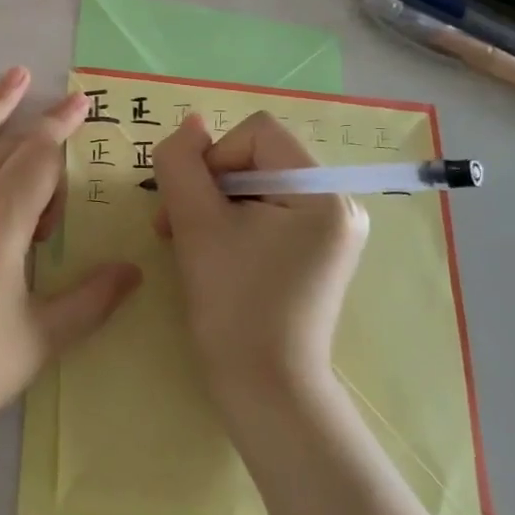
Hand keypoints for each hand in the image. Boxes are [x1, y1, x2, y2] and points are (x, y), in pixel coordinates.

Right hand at [151, 111, 368, 409]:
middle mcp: (339, 204)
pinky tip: (213, 254)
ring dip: (215, 206)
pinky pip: (270, 214)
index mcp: (322, 192)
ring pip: (259, 186)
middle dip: (211, 185)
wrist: (266, 391)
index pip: (256, 133)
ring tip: (187, 242)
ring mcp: (332, 232)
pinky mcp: (318, 255)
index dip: (214, 158)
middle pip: (259, 158)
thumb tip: (191, 123)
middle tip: (176, 226)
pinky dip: (234, 224)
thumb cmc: (232, 303)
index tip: (193, 206)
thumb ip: (182, 163)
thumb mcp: (195, 223)